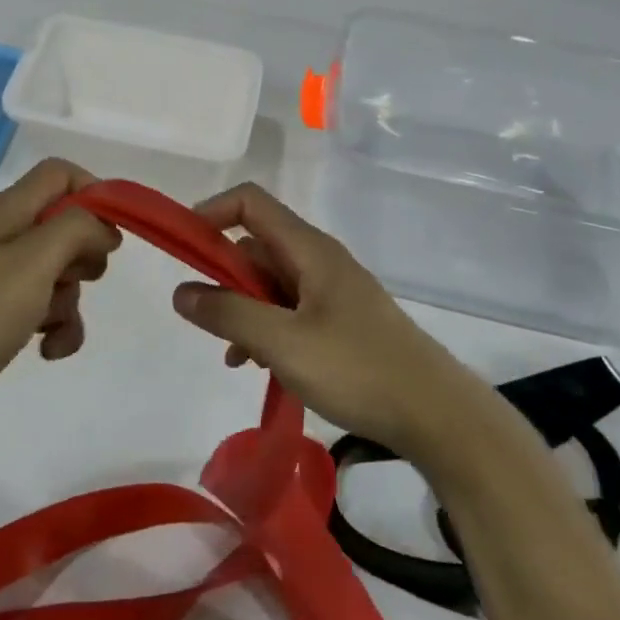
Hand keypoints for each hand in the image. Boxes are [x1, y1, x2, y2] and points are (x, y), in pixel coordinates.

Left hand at [0, 159, 120, 418]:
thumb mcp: (35, 261)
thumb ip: (77, 229)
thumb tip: (103, 228)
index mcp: (12, 210)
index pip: (62, 173)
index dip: (93, 194)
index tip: (110, 235)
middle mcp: (6, 233)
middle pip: (66, 224)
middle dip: (86, 256)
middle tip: (81, 279)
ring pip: (59, 271)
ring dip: (71, 301)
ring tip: (56, 330)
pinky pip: (41, 305)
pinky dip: (55, 326)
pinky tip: (47, 351)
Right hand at [171, 183, 465, 451]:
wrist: (438, 416)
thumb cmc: (358, 369)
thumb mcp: (283, 343)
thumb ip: (228, 314)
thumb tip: (181, 290)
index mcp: (309, 250)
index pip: (250, 203)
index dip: (211, 213)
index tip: (182, 247)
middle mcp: (319, 261)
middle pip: (256, 246)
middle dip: (224, 275)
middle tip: (206, 317)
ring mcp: (332, 292)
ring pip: (270, 284)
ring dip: (243, 310)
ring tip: (233, 355)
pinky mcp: (340, 322)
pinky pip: (289, 311)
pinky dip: (266, 329)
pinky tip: (258, 367)